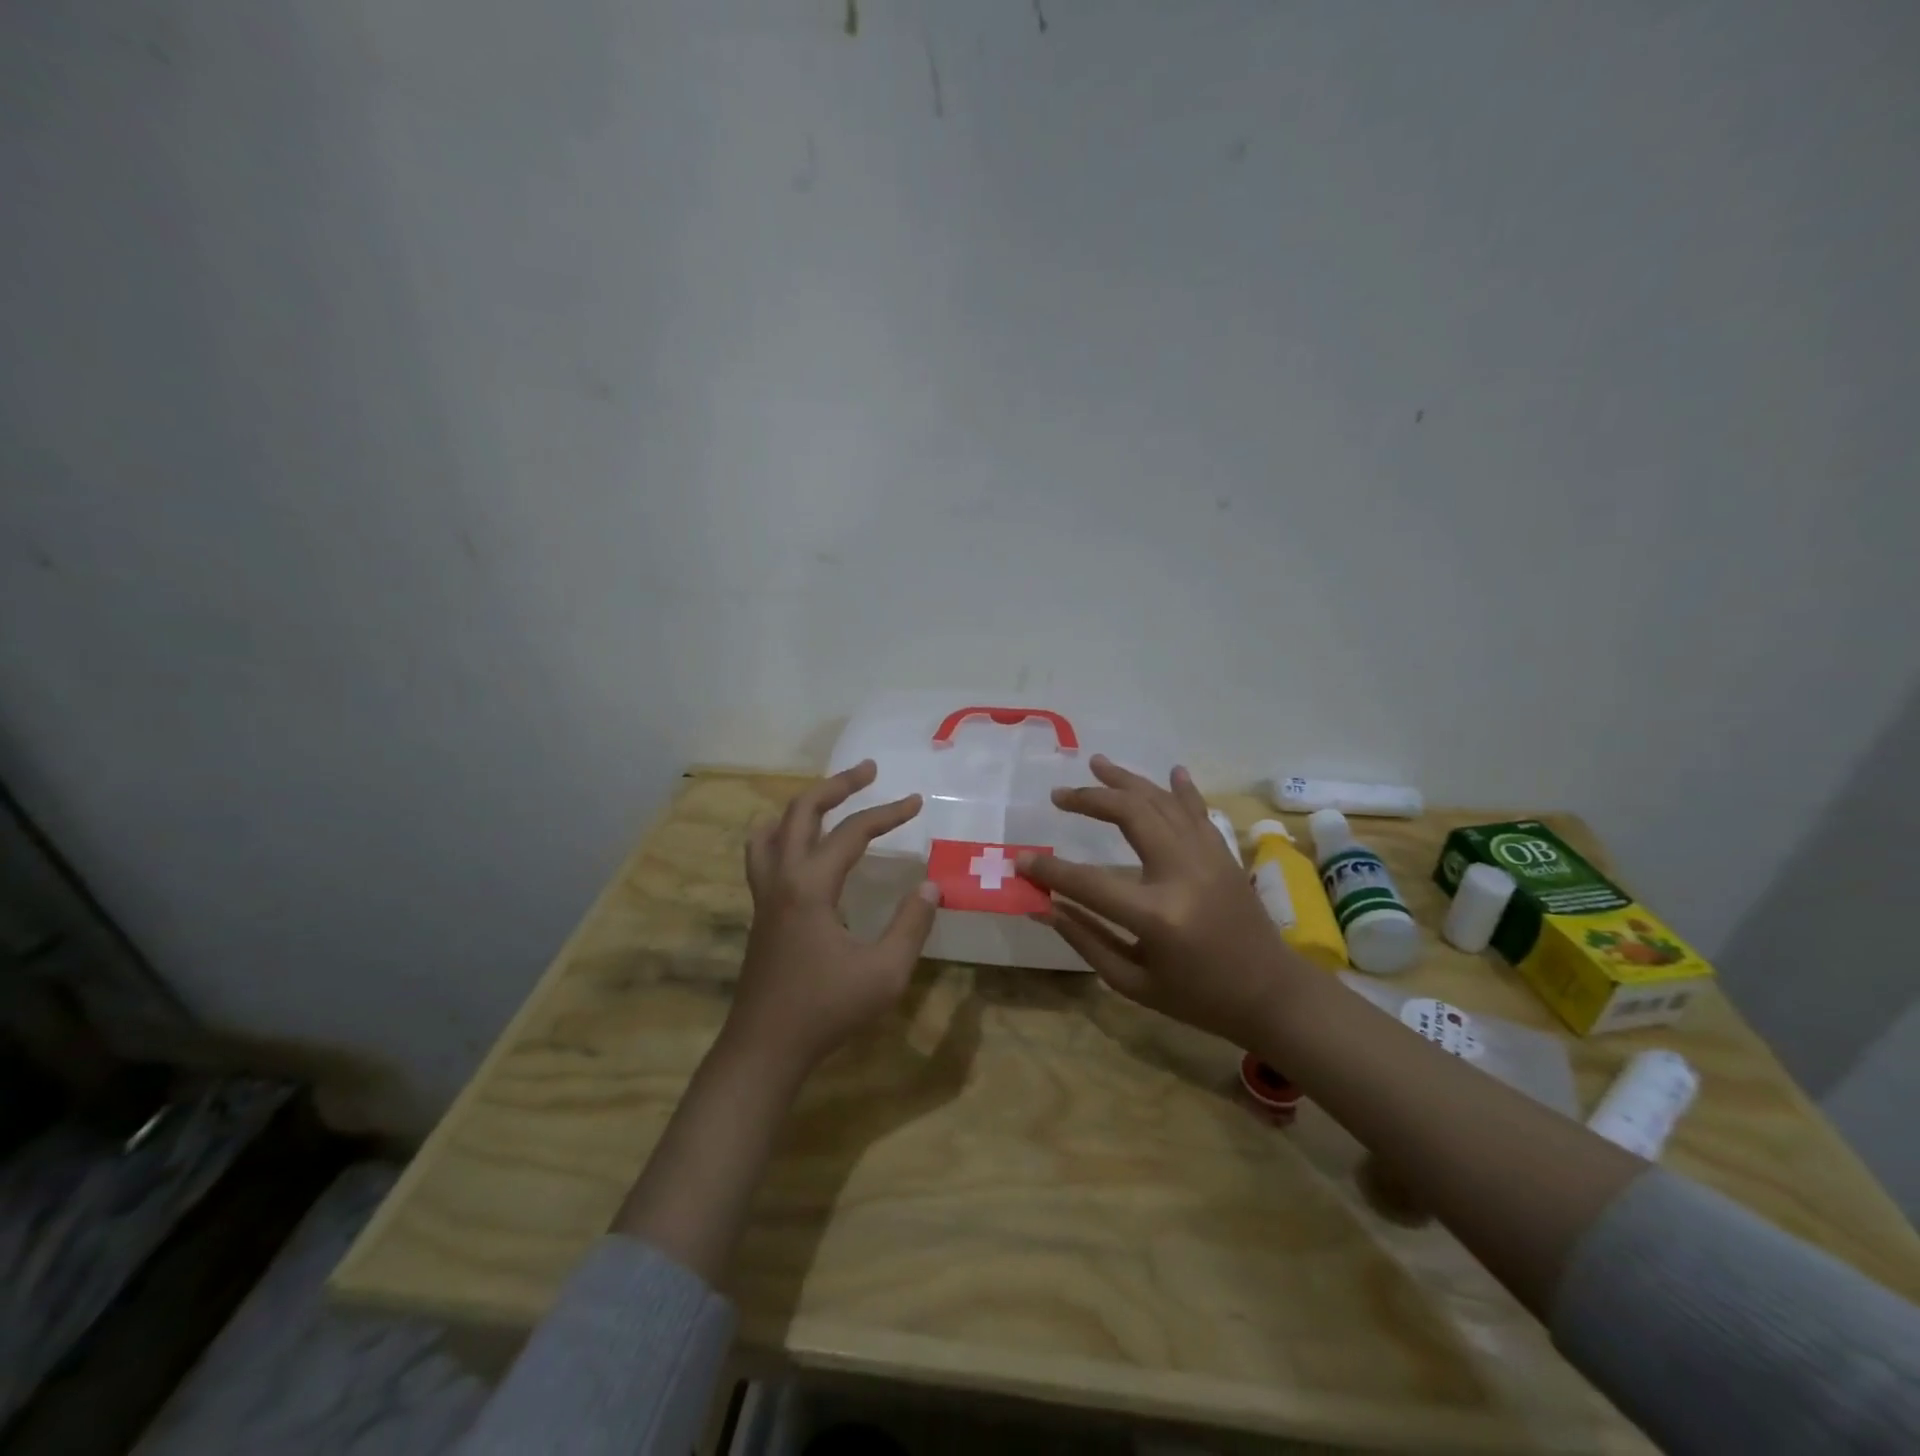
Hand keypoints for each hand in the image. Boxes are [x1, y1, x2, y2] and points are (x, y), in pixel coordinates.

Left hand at [725, 760, 940, 1081]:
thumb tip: (931, 885)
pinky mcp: (760, 911)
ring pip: (772, 829)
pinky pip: (763, 854)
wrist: (765, 1047)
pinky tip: (802, 849)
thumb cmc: (827, 1010)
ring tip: (830, 799)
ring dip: (803, 805)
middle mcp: (782, 878)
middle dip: (837, 785)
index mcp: (810, 886)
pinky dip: (783, 833)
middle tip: (868, 770)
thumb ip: (911, 925)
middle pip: (801, 811)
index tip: (916, 801)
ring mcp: (764, 894)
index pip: (852, 832)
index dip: (887, 813)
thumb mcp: (885, 972)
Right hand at [1019, 754, 1296, 1042]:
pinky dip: (1181, 789)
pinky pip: (1198, 811)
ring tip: (1096, 763)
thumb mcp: (1133, 982)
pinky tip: (1169, 770)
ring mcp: (1208, 857)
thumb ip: (1085, 939)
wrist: (1272, 995)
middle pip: (1130, 815)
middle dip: (1090, 799)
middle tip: (1058, 795)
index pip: (1089, 883)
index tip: (1021, 860)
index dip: (1050, 871)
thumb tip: (1042, 907)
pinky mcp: (1224, 854)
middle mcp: (1183, 873)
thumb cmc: (1198, 998)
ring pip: (1162, 802)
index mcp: (1157, 914)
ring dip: (1126, 780)